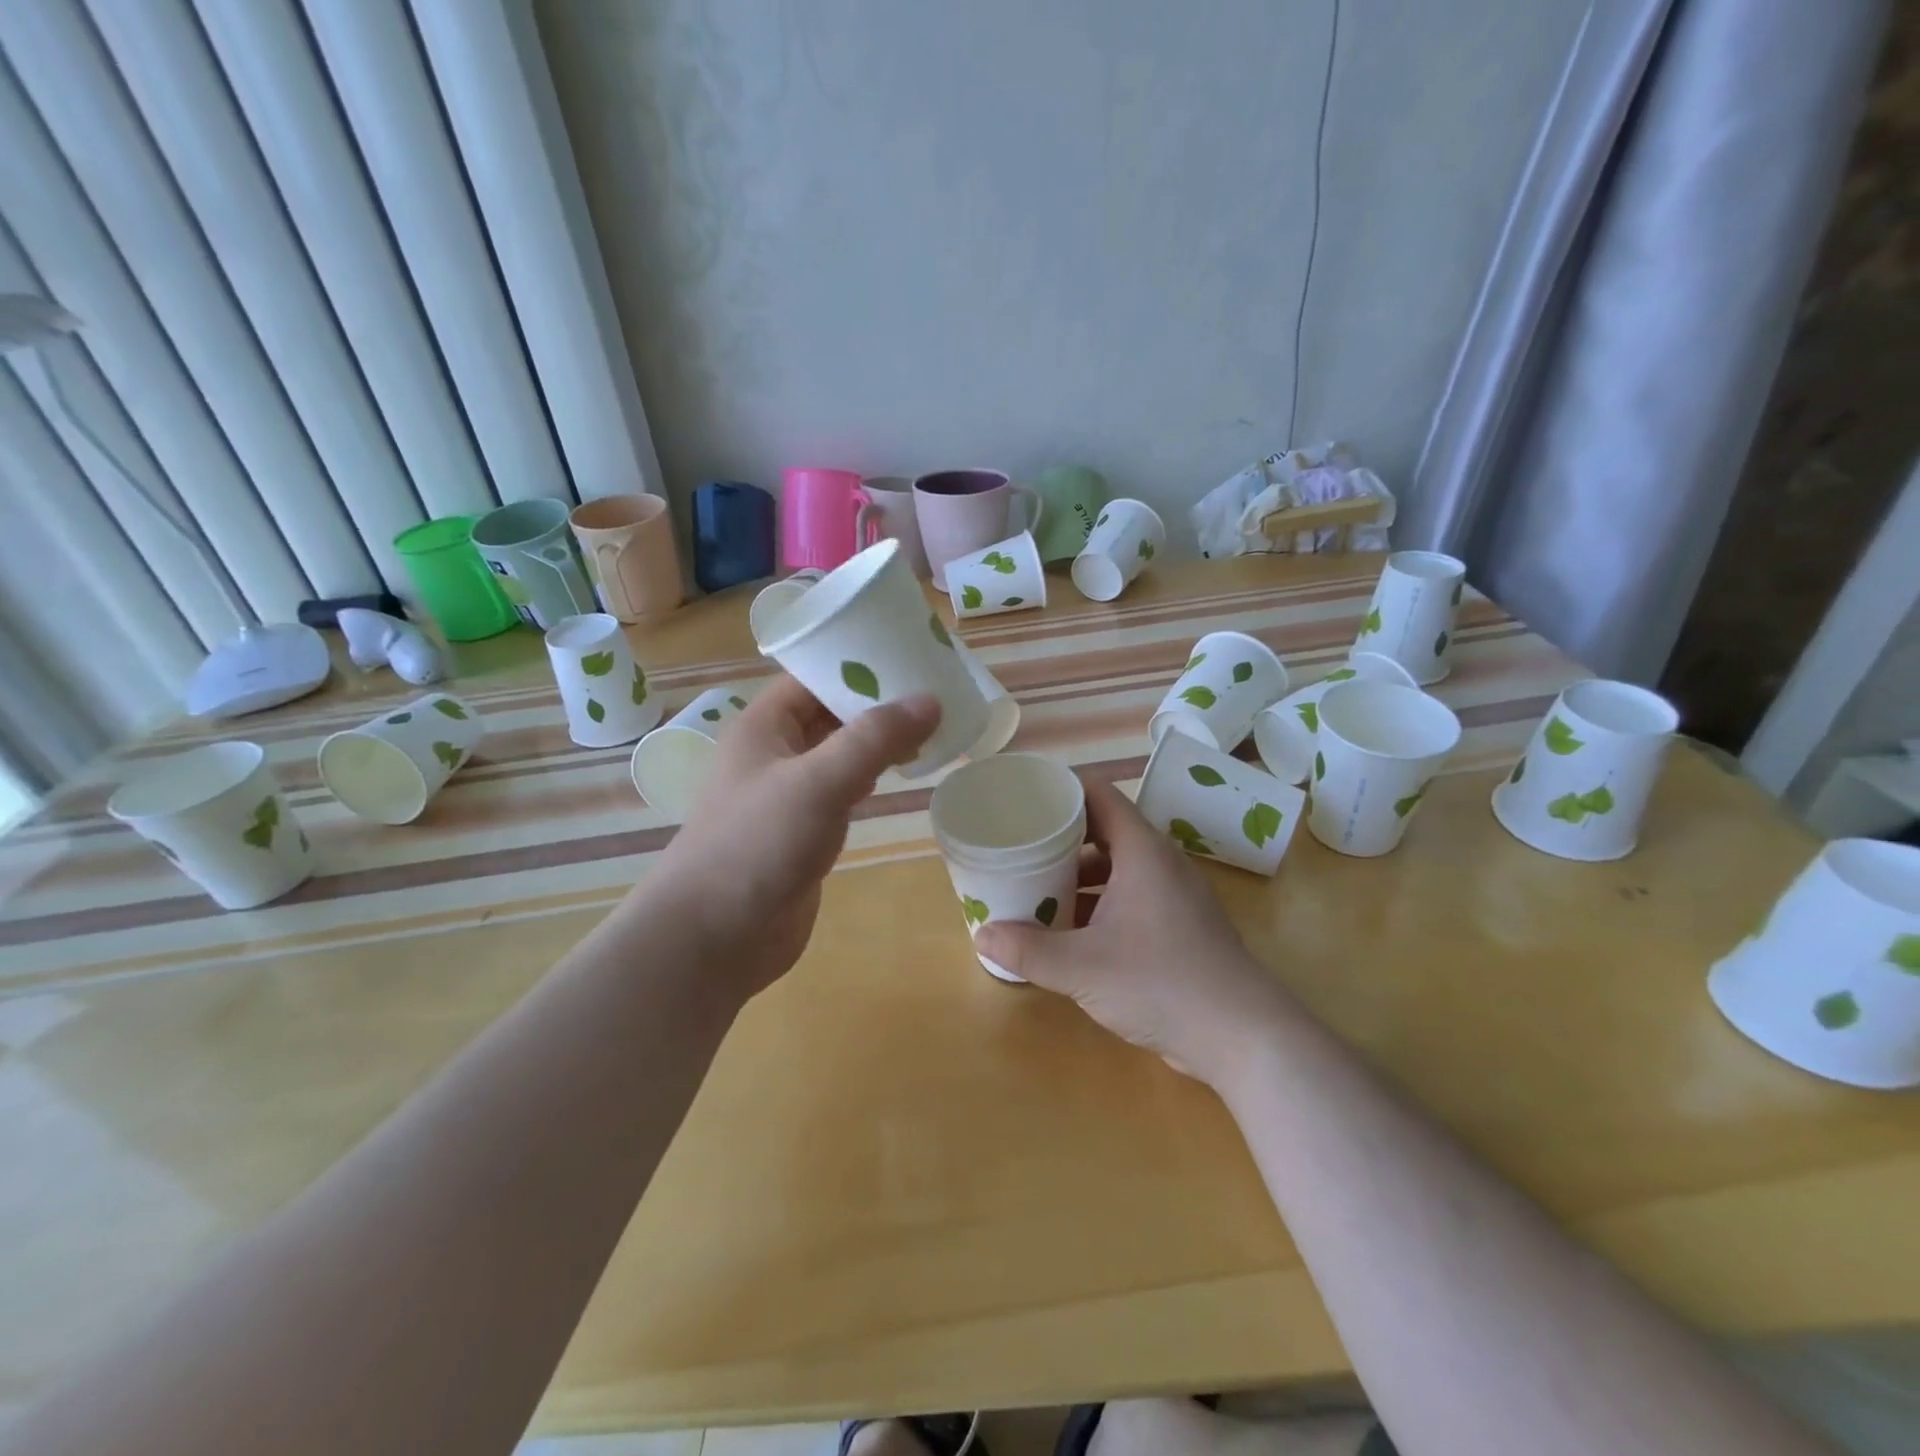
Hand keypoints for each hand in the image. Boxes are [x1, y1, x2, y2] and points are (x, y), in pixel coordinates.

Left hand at [644, 675, 939, 999]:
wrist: (713, 938)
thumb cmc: (757, 846)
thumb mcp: (819, 781)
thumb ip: (874, 738)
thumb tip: (930, 699)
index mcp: (764, 725)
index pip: (814, 677)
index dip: (859, 664)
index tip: (912, 659)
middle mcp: (773, 753)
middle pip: (830, 713)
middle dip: (877, 704)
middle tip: (934, 695)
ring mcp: (786, 795)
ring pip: (838, 753)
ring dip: (877, 743)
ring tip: (929, 730)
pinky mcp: (801, 832)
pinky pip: (841, 791)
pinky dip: (870, 779)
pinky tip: (899, 778)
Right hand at [975, 776, 1289, 1084]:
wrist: (1241, 1036)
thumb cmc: (1160, 982)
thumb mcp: (1082, 967)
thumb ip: (1028, 951)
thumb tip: (982, 935)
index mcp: (1142, 851)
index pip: (1099, 795)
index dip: (1061, 789)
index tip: (1023, 796)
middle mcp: (1161, 863)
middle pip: (1104, 830)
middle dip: (1060, 837)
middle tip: (1019, 844)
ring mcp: (1174, 896)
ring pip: (1118, 868)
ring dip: (1078, 876)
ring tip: (1036, 887)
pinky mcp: (1179, 927)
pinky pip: (1131, 897)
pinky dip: (1099, 903)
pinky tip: (1071, 931)